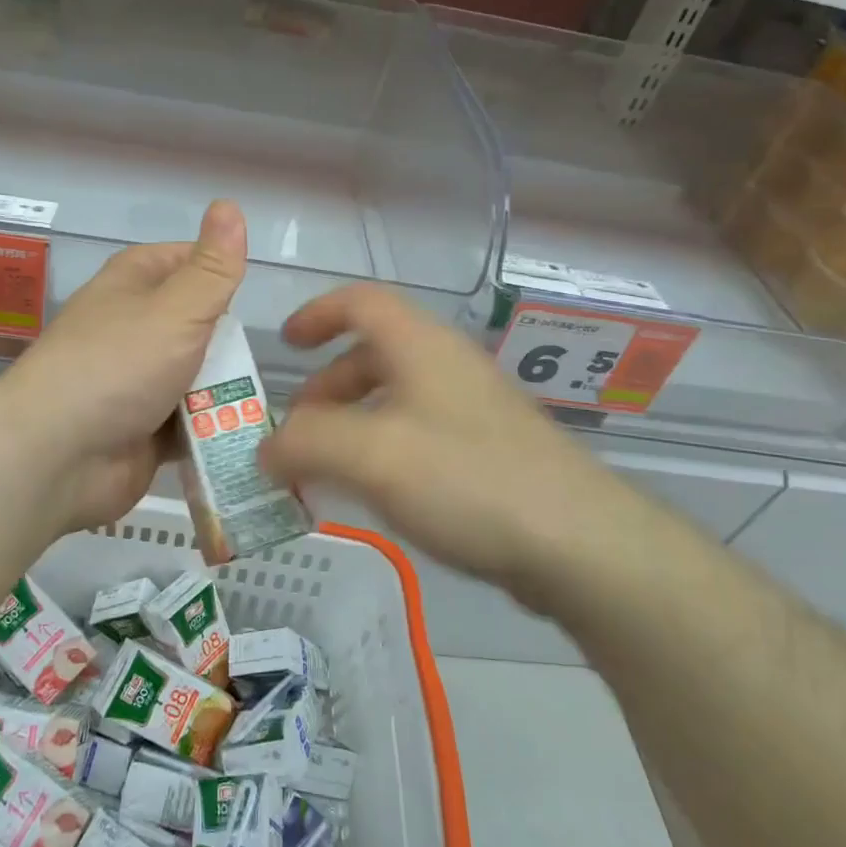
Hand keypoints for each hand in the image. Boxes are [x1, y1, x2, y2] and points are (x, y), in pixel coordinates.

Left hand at [0, 200, 247, 532]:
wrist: (57, 456)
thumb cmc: (119, 366)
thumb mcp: (178, 309)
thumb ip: (213, 268)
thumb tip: (230, 204)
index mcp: (135, 281)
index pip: (190, 261)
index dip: (223, 276)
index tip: (253, 299)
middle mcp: (134, 324)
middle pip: (201, 324)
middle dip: (230, 347)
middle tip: (256, 365)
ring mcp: (136, 378)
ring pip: (198, 375)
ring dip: (223, 392)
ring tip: (257, 407)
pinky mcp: (143, 425)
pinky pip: (189, 420)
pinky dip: (210, 428)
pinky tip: (239, 435)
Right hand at [260, 285, 611, 585]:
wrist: (579, 544)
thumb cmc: (467, 480)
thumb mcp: (371, 454)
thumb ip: (305, 442)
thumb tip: (267, 447)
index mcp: (420, 346)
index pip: (360, 302)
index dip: (317, 314)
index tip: (284, 344)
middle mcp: (447, 366)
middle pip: (373, 354)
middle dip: (326, 387)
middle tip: (296, 431)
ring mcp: (473, 410)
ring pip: (395, 398)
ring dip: (351, 424)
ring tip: (325, 471)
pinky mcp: (489, 451)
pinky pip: (418, 435)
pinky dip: (382, 451)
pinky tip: (375, 495)